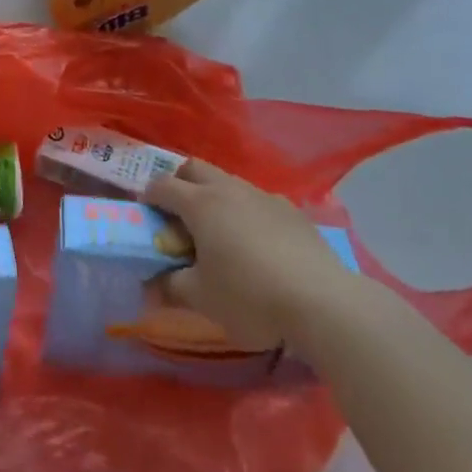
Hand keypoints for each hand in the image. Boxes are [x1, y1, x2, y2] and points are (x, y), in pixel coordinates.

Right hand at [145, 161, 359, 350]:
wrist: (324, 303)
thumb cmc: (250, 297)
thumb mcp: (201, 298)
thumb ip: (170, 286)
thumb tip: (150, 285)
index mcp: (200, 203)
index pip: (162, 186)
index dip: (148, 198)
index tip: (146, 218)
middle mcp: (228, 189)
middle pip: (194, 168)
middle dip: (179, 183)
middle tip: (177, 216)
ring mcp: (264, 196)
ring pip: (228, 182)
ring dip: (214, 197)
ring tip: (219, 232)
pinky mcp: (293, 212)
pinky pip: (258, 201)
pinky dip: (246, 212)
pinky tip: (257, 244)